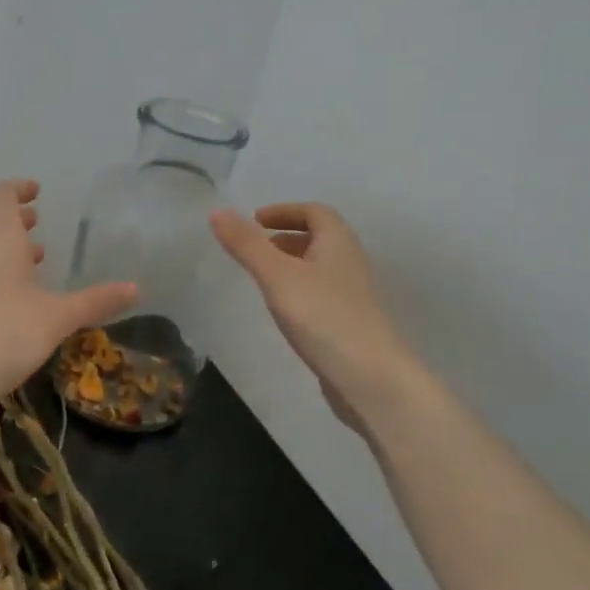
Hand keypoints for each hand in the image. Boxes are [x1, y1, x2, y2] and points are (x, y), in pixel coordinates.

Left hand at [0, 180, 137, 405]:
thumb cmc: (2, 332)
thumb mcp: (57, 317)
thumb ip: (95, 301)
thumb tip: (136, 288)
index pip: (2, 195)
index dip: (19, 188)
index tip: (37, 191)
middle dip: (17, 221)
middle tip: (39, 222)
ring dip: (9, 250)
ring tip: (36, 261)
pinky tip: (19, 301)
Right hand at [211, 202, 412, 434]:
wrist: (372, 379)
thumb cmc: (324, 318)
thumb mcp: (277, 276)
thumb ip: (247, 244)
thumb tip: (217, 210)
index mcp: (338, 243)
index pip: (315, 212)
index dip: (284, 211)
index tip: (254, 221)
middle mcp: (351, 263)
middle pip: (320, 239)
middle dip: (286, 237)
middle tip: (255, 249)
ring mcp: (354, 296)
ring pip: (321, 268)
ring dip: (292, 265)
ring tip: (263, 280)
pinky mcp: (351, 325)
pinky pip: (322, 295)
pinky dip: (299, 291)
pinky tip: (284, 313)